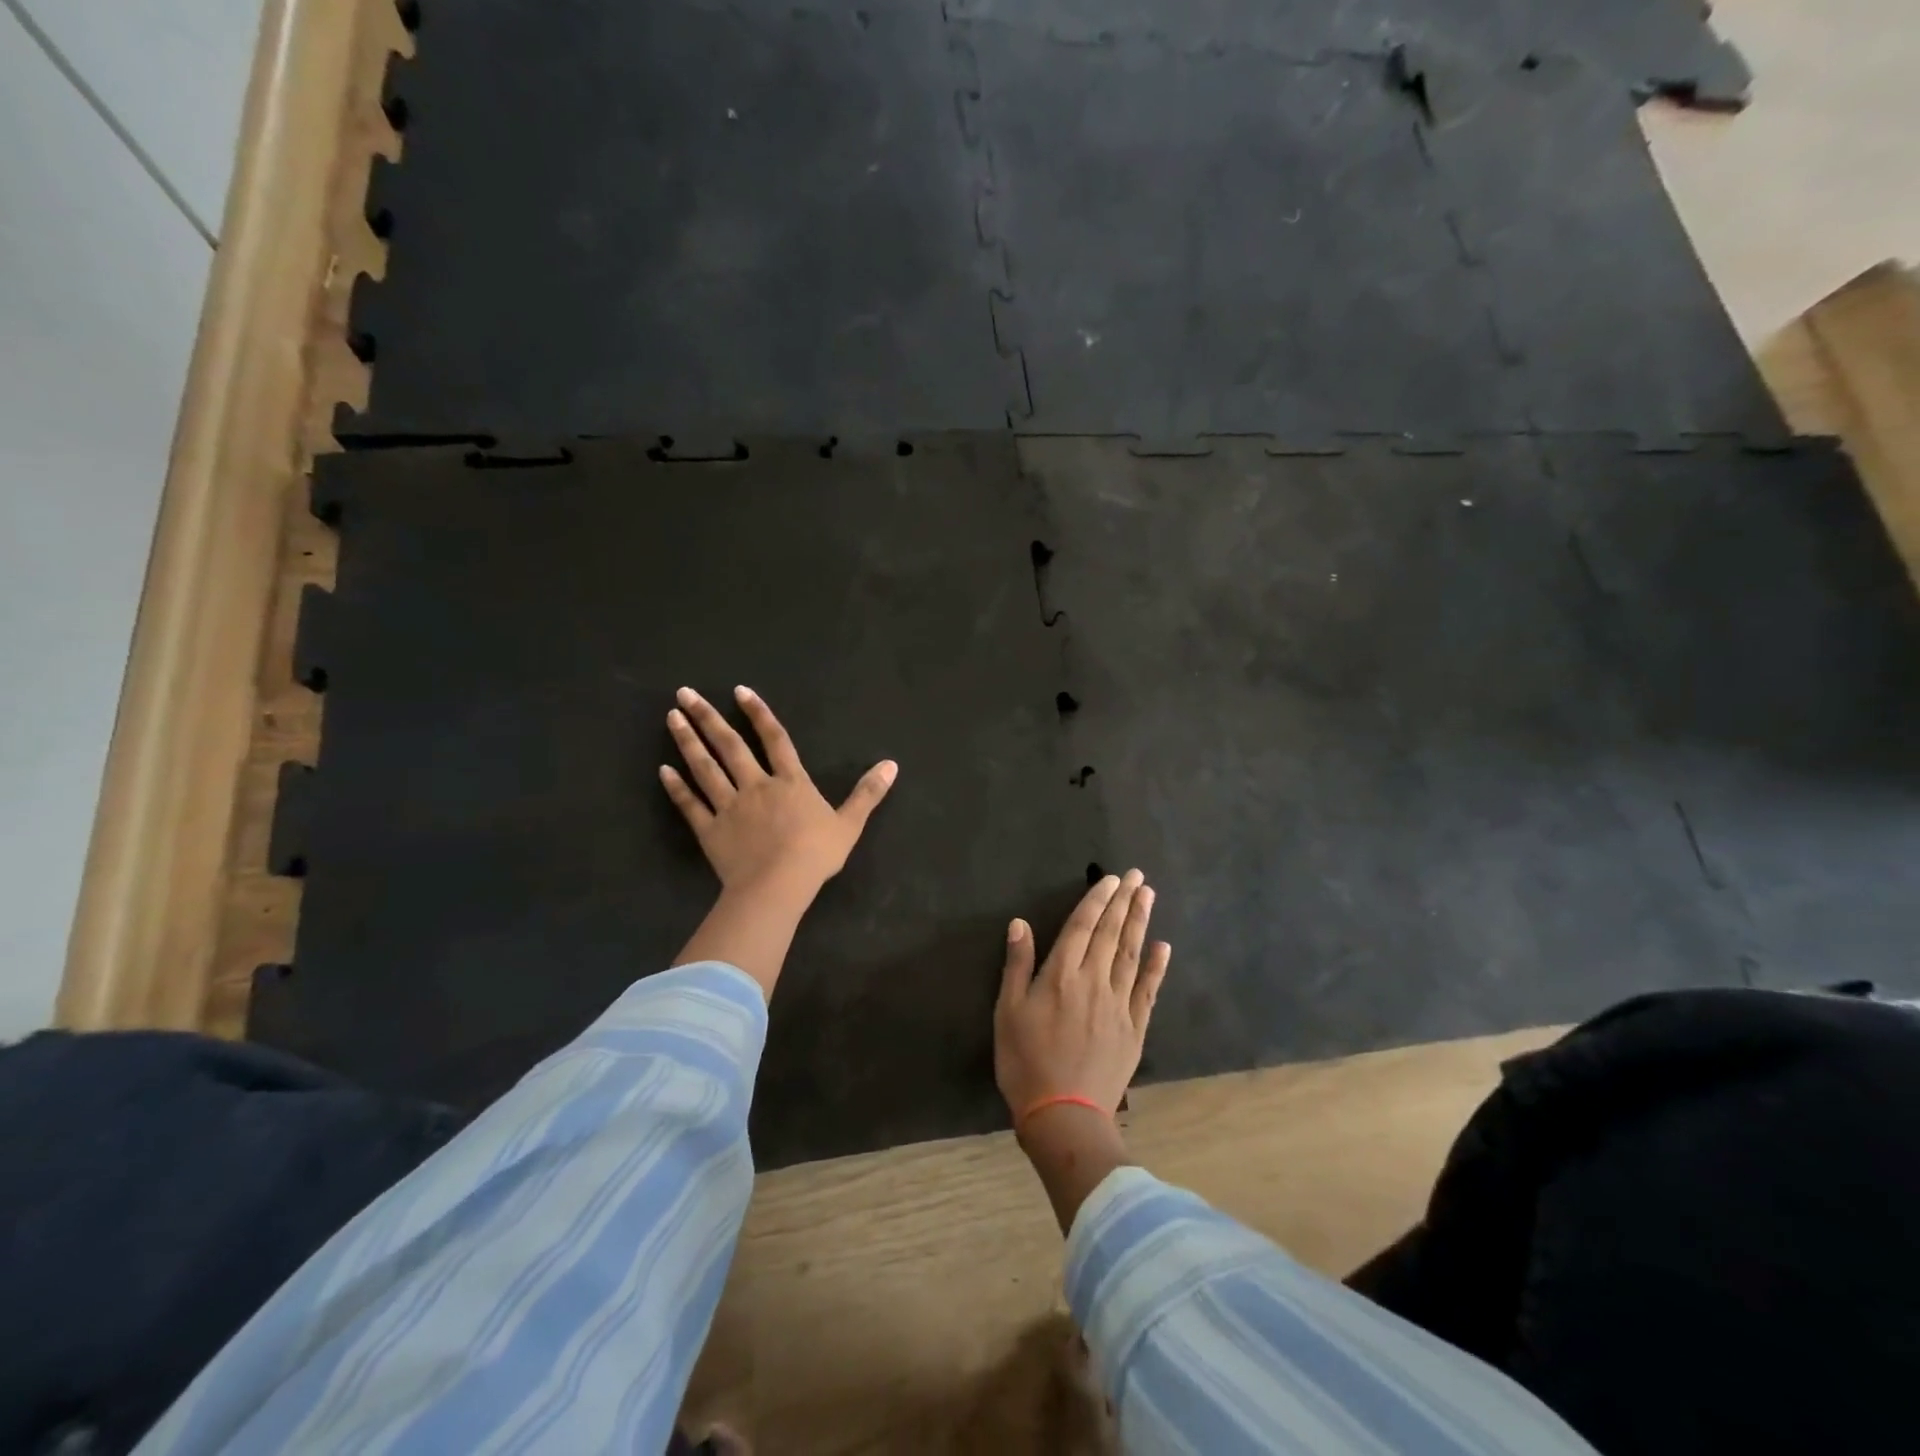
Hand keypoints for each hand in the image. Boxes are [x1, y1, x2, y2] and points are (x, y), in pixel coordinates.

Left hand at [663, 686, 895, 999]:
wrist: (778, 886)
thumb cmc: (816, 854)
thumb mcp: (850, 823)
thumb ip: (868, 792)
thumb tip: (892, 764)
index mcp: (790, 782)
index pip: (774, 739)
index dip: (758, 713)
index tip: (738, 691)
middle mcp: (756, 785)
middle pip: (730, 746)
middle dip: (708, 717)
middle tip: (684, 693)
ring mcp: (729, 806)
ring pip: (705, 768)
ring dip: (688, 741)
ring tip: (672, 717)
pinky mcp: (710, 830)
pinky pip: (691, 805)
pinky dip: (677, 787)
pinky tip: (663, 770)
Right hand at [994, 869, 1170, 1119]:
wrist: (1063, 1116)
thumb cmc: (1025, 1062)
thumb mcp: (1008, 1012)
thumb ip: (1017, 965)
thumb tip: (1020, 923)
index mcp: (1061, 975)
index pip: (1082, 927)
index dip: (1096, 900)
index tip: (1111, 879)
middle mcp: (1093, 981)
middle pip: (1110, 934)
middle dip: (1123, 902)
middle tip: (1137, 876)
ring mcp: (1118, 1004)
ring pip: (1131, 955)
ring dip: (1140, 923)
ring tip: (1149, 896)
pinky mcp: (1134, 1028)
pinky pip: (1148, 991)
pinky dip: (1156, 967)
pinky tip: (1163, 947)